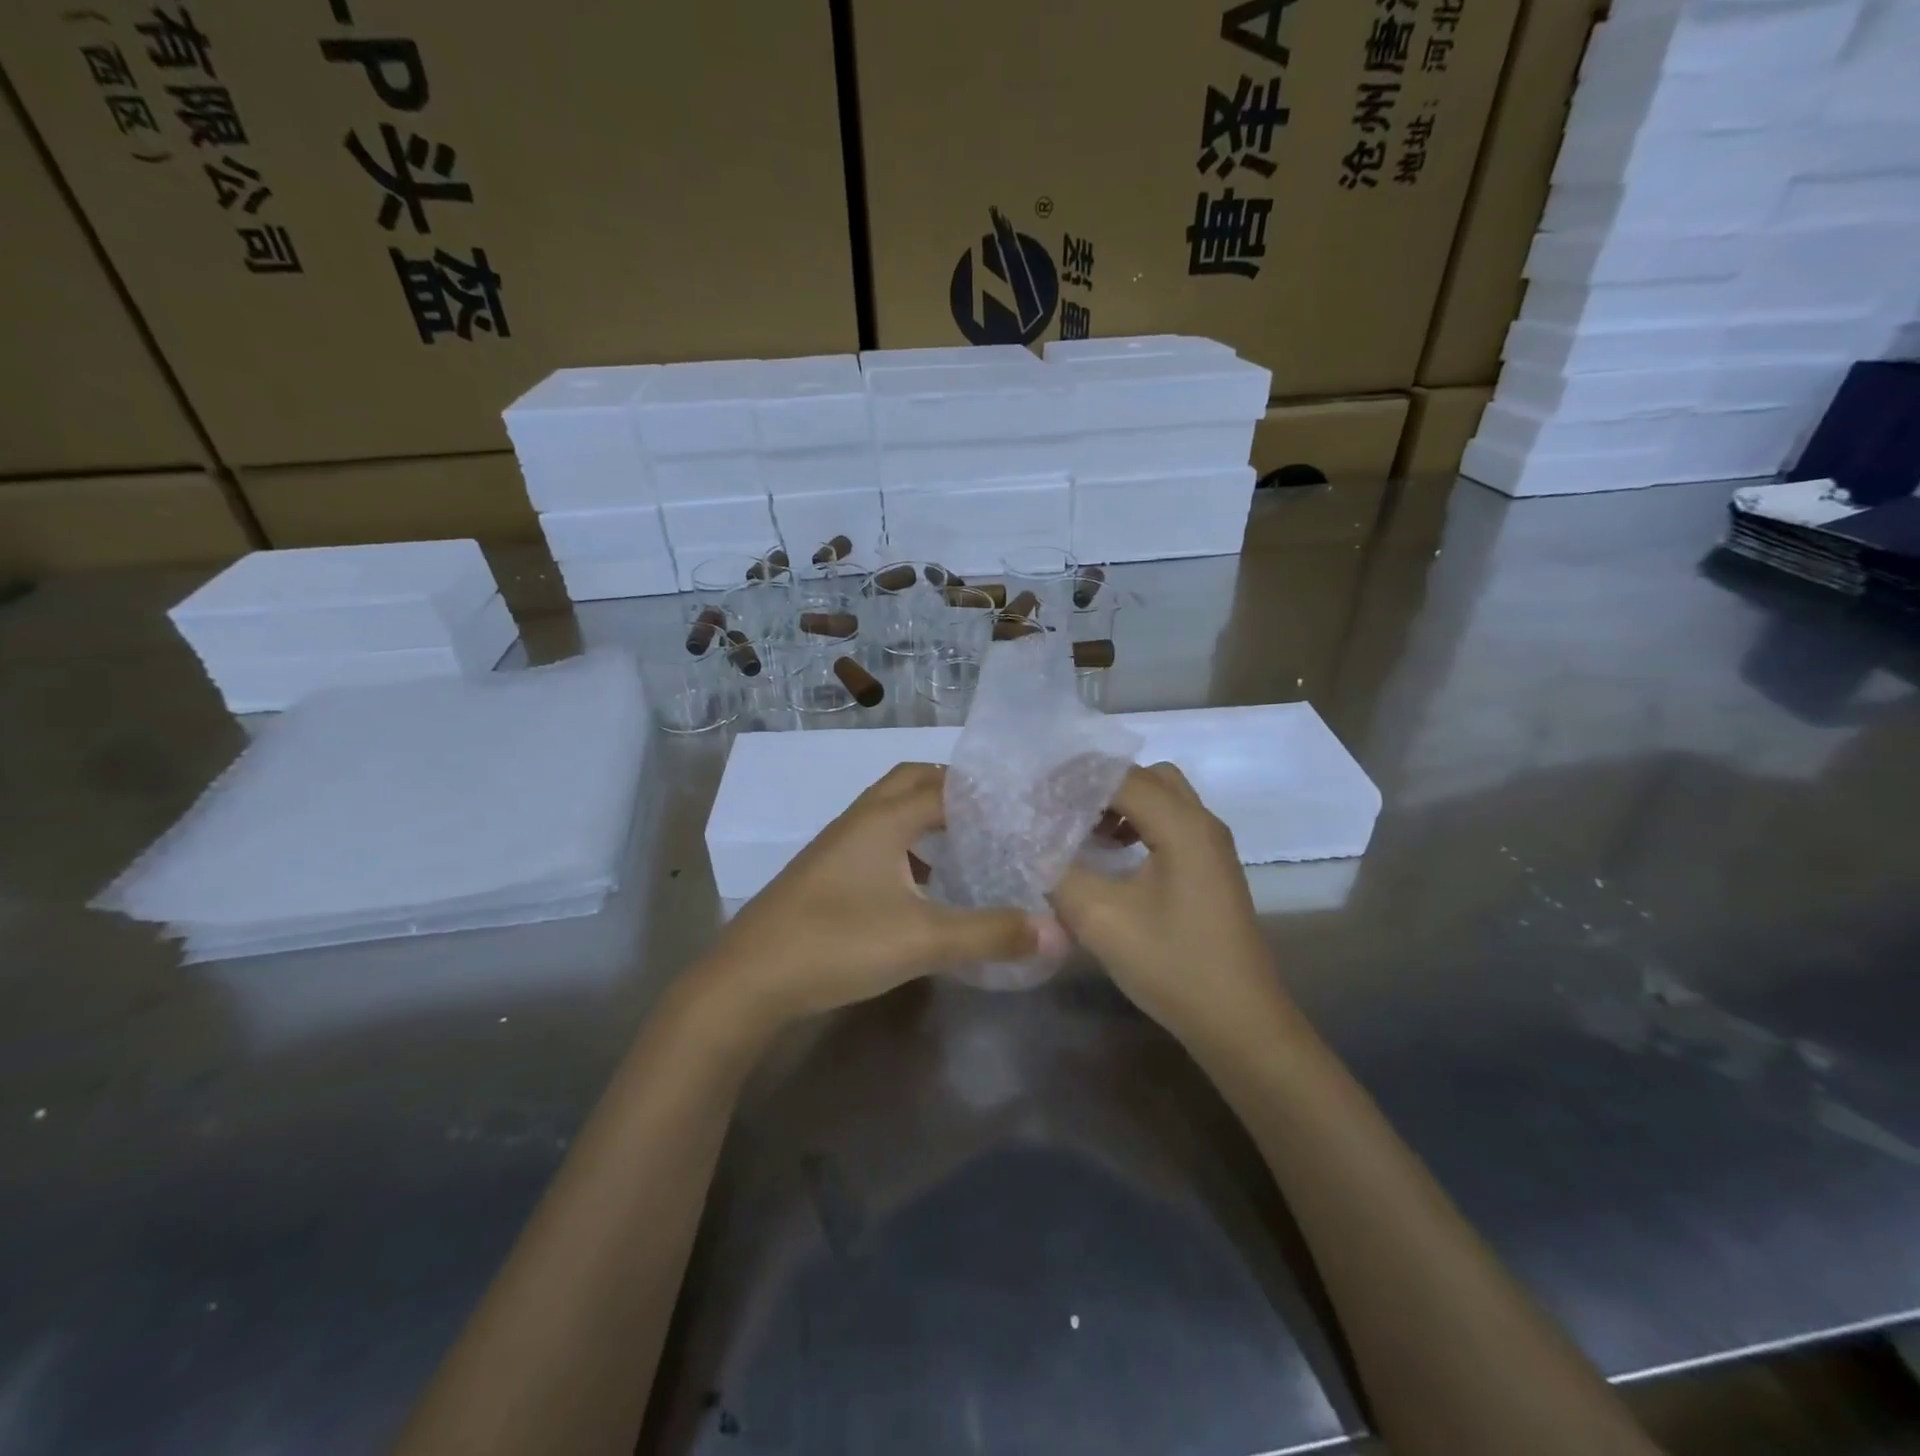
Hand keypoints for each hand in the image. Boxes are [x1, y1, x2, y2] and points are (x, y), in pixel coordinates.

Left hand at [701, 763, 1067, 1026]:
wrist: (748, 980)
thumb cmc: (836, 944)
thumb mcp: (922, 941)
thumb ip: (990, 934)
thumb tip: (1058, 932)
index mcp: (884, 819)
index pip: (946, 785)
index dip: (987, 791)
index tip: (1025, 804)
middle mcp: (860, 819)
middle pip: (912, 781)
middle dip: (955, 789)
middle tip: (997, 815)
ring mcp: (838, 844)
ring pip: (891, 810)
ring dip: (928, 816)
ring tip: (969, 843)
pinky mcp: (826, 871)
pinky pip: (877, 839)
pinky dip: (907, 845)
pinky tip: (924, 884)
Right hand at [1050, 763, 1279, 1038]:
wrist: (1238, 1022)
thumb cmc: (1172, 965)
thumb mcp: (1101, 919)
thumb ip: (1059, 872)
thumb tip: (1034, 844)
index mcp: (1183, 826)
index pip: (1121, 777)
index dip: (1074, 781)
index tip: (1035, 797)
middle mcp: (1203, 823)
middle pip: (1147, 777)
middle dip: (1101, 785)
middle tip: (1061, 808)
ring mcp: (1212, 847)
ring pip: (1162, 798)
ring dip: (1121, 803)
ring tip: (1083, 831)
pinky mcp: (1211, 868)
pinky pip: (1171, 823)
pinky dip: (1138, 823)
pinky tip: (1113, 856)